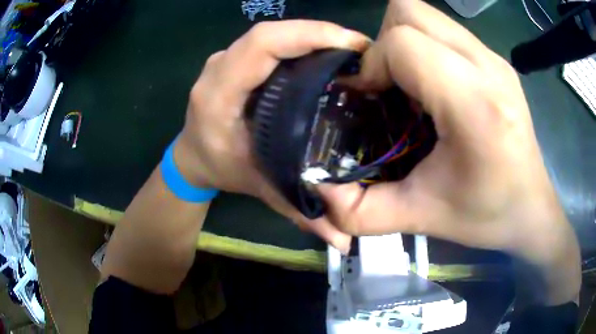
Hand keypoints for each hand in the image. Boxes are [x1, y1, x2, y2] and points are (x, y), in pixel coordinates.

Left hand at [173, 20, 369, 252]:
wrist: (192, 156)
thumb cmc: (221, 169)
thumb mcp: (260, 189)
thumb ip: (300, 212)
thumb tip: (344, 241)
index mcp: (219, 94)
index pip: (261, 46)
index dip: (307, 36)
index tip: (352, 45)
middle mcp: (219, 68)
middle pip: (270, 33)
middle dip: (319, 33)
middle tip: (361, 49)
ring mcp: (226, 58)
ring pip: (272, 34)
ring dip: (313, 36)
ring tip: (350, 50)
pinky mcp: (236, 58)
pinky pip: (271, 42)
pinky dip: (301, 41)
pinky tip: (326, 53)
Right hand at [317, 0, 579, 302]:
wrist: (531, 208)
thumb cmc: (486, 215)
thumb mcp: (421, 218)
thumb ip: (361, 212)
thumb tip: (319, 190)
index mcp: (475, 104)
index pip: (404, 44)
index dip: (373, 65)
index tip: (369, 98)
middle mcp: (487, 66)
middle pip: (410, 11)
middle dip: (385, 43)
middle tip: (389, 86)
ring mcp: (494, 58)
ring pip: (426, 14)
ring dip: (404, 41)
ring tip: (411, 85)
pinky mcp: (496, 60)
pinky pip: (445, 30)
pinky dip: (426, 47)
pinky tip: (434, 87)